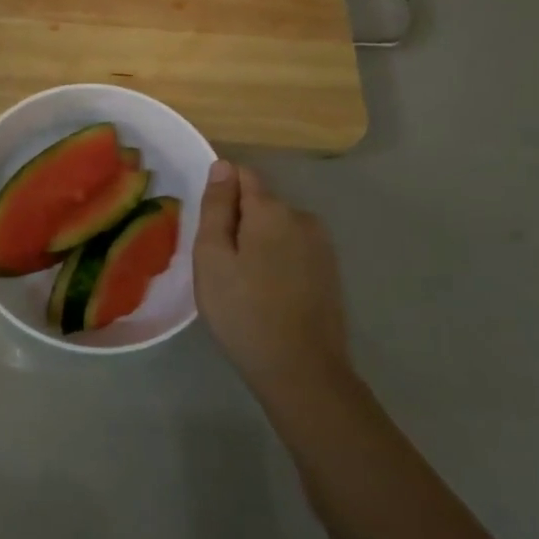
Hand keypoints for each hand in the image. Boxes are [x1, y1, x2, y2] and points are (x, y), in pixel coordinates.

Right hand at [193, 160, 350, 401]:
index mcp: (271, 209)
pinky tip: (268, 295)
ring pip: (277, 228)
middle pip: (260, 203)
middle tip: (221, 265)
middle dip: (239, 222)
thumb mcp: (212, 257)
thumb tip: (223, 166)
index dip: (221, 195)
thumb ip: (216, 207)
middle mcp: (302, 217)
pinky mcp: (330, 272)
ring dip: (259, 244)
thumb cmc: (244, 311)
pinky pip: (293, 251)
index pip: (242, 175)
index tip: (209, 230)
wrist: (302, 372)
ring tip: (243, 284)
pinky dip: (277, 262)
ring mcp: (321, 246)